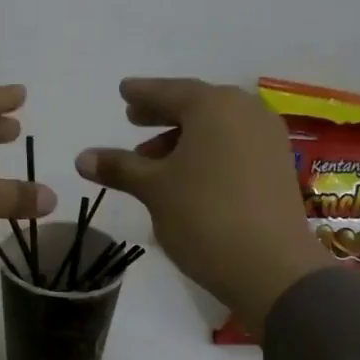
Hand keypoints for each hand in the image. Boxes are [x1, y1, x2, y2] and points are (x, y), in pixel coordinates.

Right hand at [77, 78, 330, 335]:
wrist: (271, 267)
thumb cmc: (204, 216)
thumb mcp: (154, 189)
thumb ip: (119, 167)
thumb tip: (82, 157)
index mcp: (214, 106)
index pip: (169, 91)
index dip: (143, 93)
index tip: (124, 91)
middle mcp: (246, 112)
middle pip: (196, 106)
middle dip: (163, 114)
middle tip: (134, 119)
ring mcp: (267, 140)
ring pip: (216, 129)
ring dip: (183, 139)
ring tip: (152, 159)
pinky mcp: (277, 167)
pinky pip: (234, 147)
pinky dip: (207, 153)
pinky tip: (187, 177)